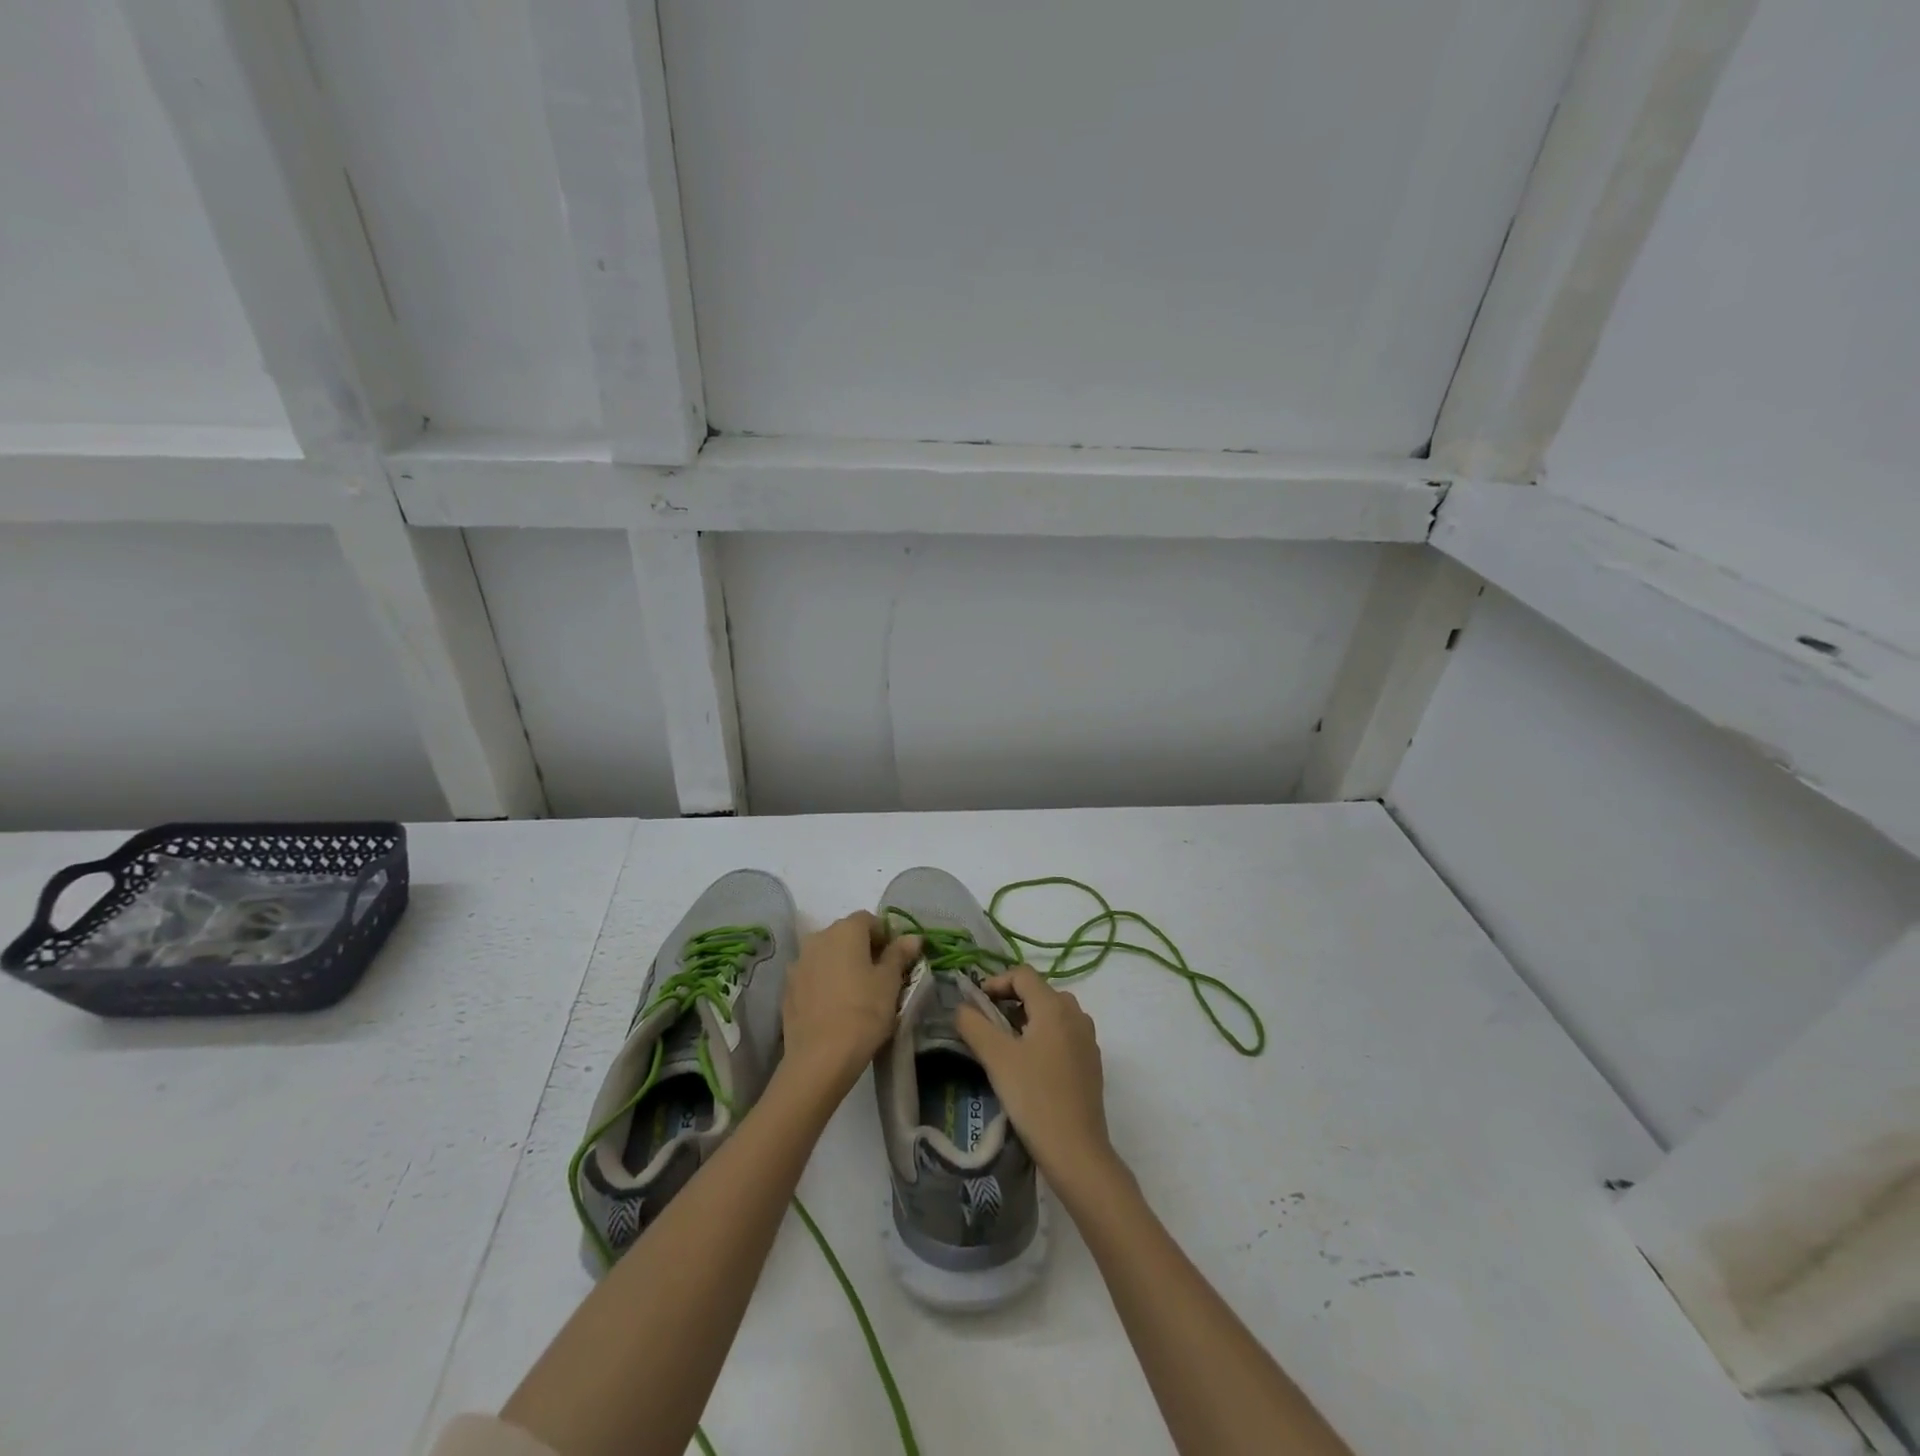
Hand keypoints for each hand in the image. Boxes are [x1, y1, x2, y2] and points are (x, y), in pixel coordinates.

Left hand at [779, 912, 920, 1094]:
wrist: (820, 1058)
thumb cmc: (864, 1012)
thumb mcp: (890, 982)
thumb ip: (899, 954)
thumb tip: (912, 937)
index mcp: (845, 930)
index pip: (869, 919)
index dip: (885, 936)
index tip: (897, 959)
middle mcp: (818, 938)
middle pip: (846, 935)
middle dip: (864, 949)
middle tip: (880, 976)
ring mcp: (799, 963)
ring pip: (827, 955)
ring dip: (842, 965)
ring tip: (857, 993)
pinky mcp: (788, 988)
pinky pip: (813, 976)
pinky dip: (825, 983)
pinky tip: (835, 1007)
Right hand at [955, 965, 1120, 1196]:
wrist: (1076, 1151)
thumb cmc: (1034, 1097)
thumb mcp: (996, 1058)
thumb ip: (974, 1025)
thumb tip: (961, 1007)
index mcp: (1055, 1006)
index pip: (1022, 974)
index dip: (996, 982)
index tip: (976, 1004)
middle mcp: (1076, 1014)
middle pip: (1039, 991)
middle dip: (1010, 1001)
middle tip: (987, 1024)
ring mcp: (1088, 1038)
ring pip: (1052, 1013)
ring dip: (1027, 1018)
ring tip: (1006, 1044)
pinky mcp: (1092, 1061)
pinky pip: (1064, 1033)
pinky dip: (1044, 1035)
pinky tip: (1030, 1064)